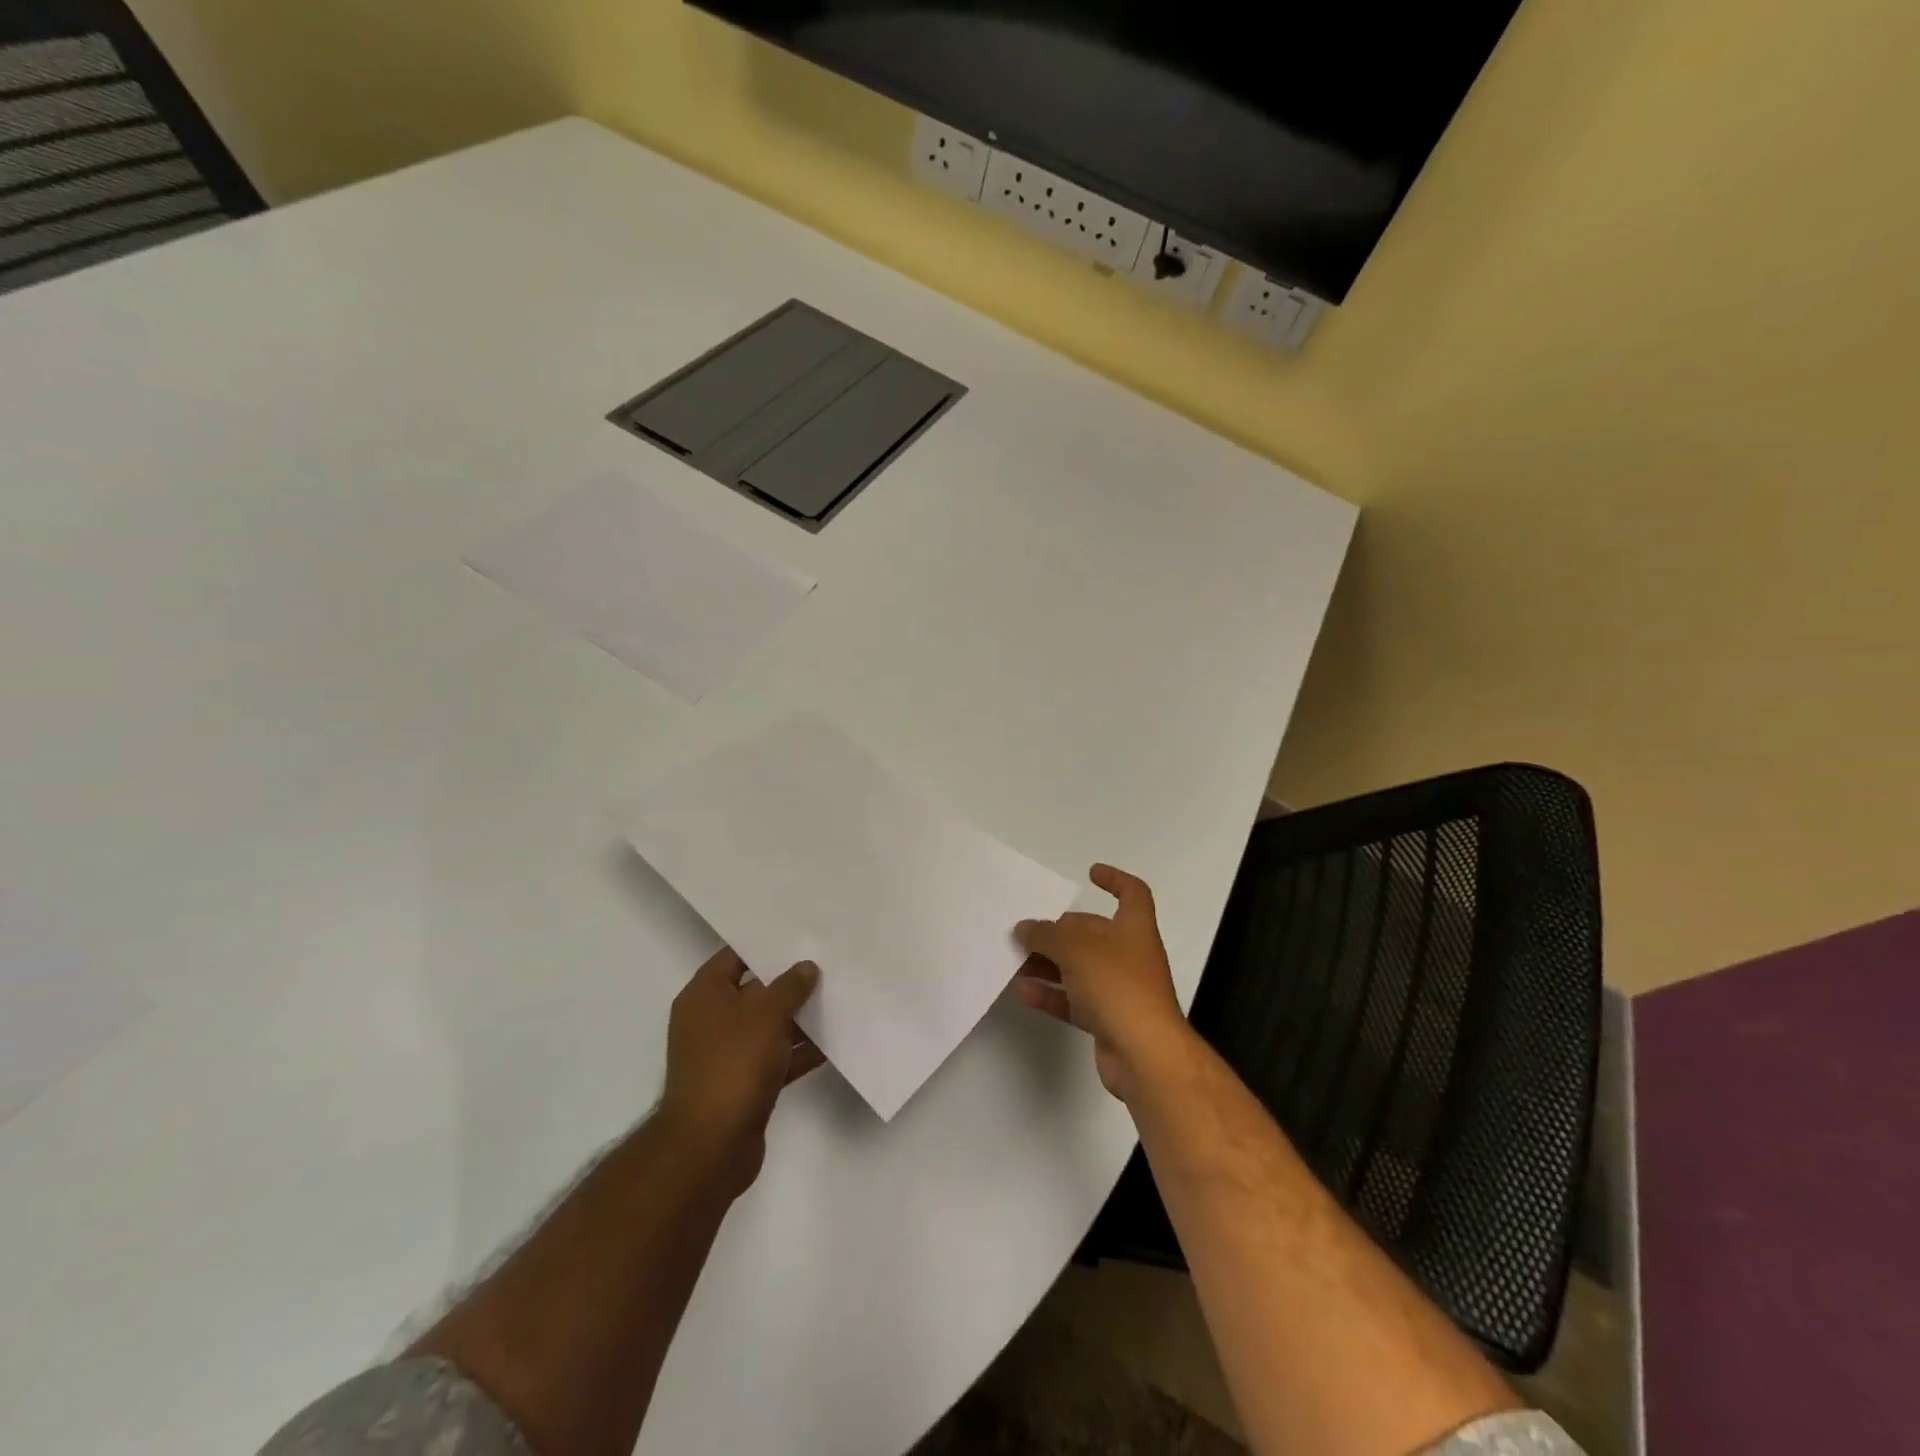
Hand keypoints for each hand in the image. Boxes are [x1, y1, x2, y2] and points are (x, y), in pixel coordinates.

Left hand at [660, 947, 824, 1196]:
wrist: (711, 1145)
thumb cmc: (733, 1064)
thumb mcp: (766, 1013)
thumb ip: (790, 986)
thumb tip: (805, 967)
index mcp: (704, 996)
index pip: (734, 956)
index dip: (765, 944)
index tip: (800, 934)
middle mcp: (710, 1021)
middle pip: (754, 991)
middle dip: (789, 982)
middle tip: (827, 963)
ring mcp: (726, 1055)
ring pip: (768, 1026)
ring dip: (799, 1018)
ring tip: (838, 999)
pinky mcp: (743, 1085)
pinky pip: (776, 1058)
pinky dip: (799, 1052)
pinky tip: (833, 1043)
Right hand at [1015, 864, 1189, 1101]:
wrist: (1144, 1055)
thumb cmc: (1118, 986)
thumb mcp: (1077, 949)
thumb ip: (1047, 934)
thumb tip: (1025, 928)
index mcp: (1134, 928)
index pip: (1133, 894)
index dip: (1115, 879)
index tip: (1090, 874)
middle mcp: (1130, 955)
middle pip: (1094, 933)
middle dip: (1061, 930)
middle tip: (1027, 932)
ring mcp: (1120, 990)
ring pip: (1080, 968)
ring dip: (1050, 963)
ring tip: (1016, 960)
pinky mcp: (1108, 1020)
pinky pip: (1075, 1000)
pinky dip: (1052, 994)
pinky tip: (1025, 991)